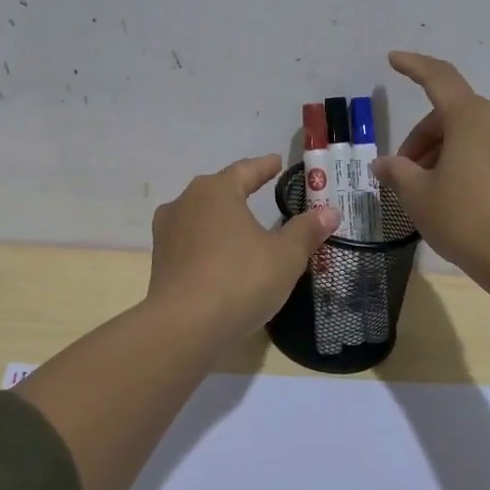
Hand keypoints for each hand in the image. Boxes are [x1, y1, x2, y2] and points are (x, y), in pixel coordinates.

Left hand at [147, 154, 341, 344]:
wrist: (183, 327)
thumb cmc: (239, 280)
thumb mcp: (285, 256)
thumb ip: (306, 231)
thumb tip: (329, 211)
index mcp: (216, 191)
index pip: (246, 170)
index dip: (264, 167)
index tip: (277, 162)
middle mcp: (186, 203)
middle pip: (219, 190)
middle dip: (240, 190)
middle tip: (261, 190)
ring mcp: (167, 233)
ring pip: (201, 217)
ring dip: (221, 219)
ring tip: (241, 226)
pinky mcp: (160, 262)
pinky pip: (191, 243)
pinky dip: (208, 244)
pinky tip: (221, 257)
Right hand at [373, 51, 489, 283]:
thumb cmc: (464, 218)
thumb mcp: (418, 195)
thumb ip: (397, 171)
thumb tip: (384, 164)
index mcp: (472, 117)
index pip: (439, 78)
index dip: (414, 66)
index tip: (393, 59)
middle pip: (451, 113)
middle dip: (422, 137)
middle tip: (401, 172)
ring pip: (469, 133)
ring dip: (441, 150)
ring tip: (423, 189)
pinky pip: (487, 149)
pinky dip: (463, 160)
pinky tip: (450, 193)